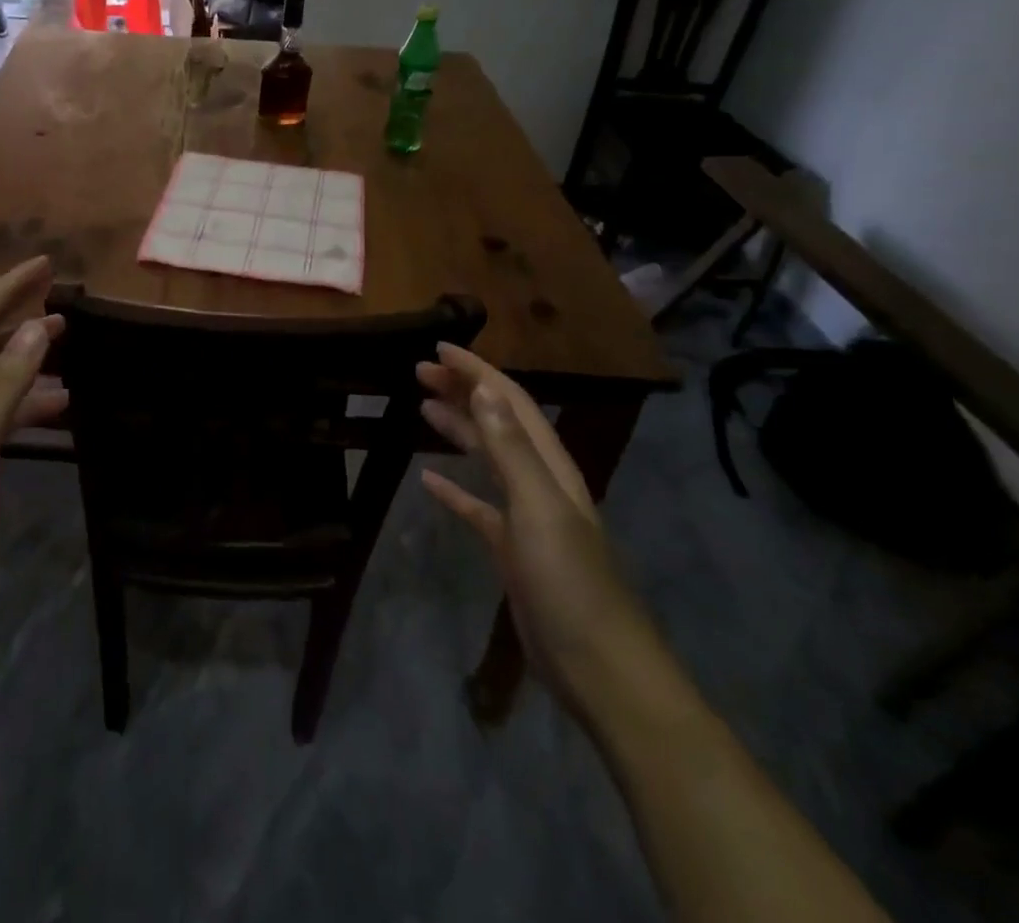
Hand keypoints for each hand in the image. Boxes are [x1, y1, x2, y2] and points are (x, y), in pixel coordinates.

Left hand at [0, 257, 67, 606]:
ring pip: (0, 372)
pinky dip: (33, 399)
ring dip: (32, 353)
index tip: (47, 264)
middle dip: (22, 310)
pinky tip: (62, 406)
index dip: (11, 285)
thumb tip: (38, 325)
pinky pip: (6, 409)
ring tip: (70, 343)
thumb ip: (6, 381)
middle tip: (65, 298)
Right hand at [418, 345, 661, 715]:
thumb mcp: (539, 509)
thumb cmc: (569, 583)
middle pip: (498, 422)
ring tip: (422, 406)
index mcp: (549, 467)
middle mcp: (539, 482)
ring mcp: (526, 517)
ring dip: (458, 428)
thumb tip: (484, 389)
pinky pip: (478, 507)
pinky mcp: (512, 550)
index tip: (438, 349)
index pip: (510, 403)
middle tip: (419, 371)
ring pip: (488, 458)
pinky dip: (455, 488)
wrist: (599, 669)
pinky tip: (429, 480)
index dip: (476, 372)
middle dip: (462, 391)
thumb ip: (511, 450)